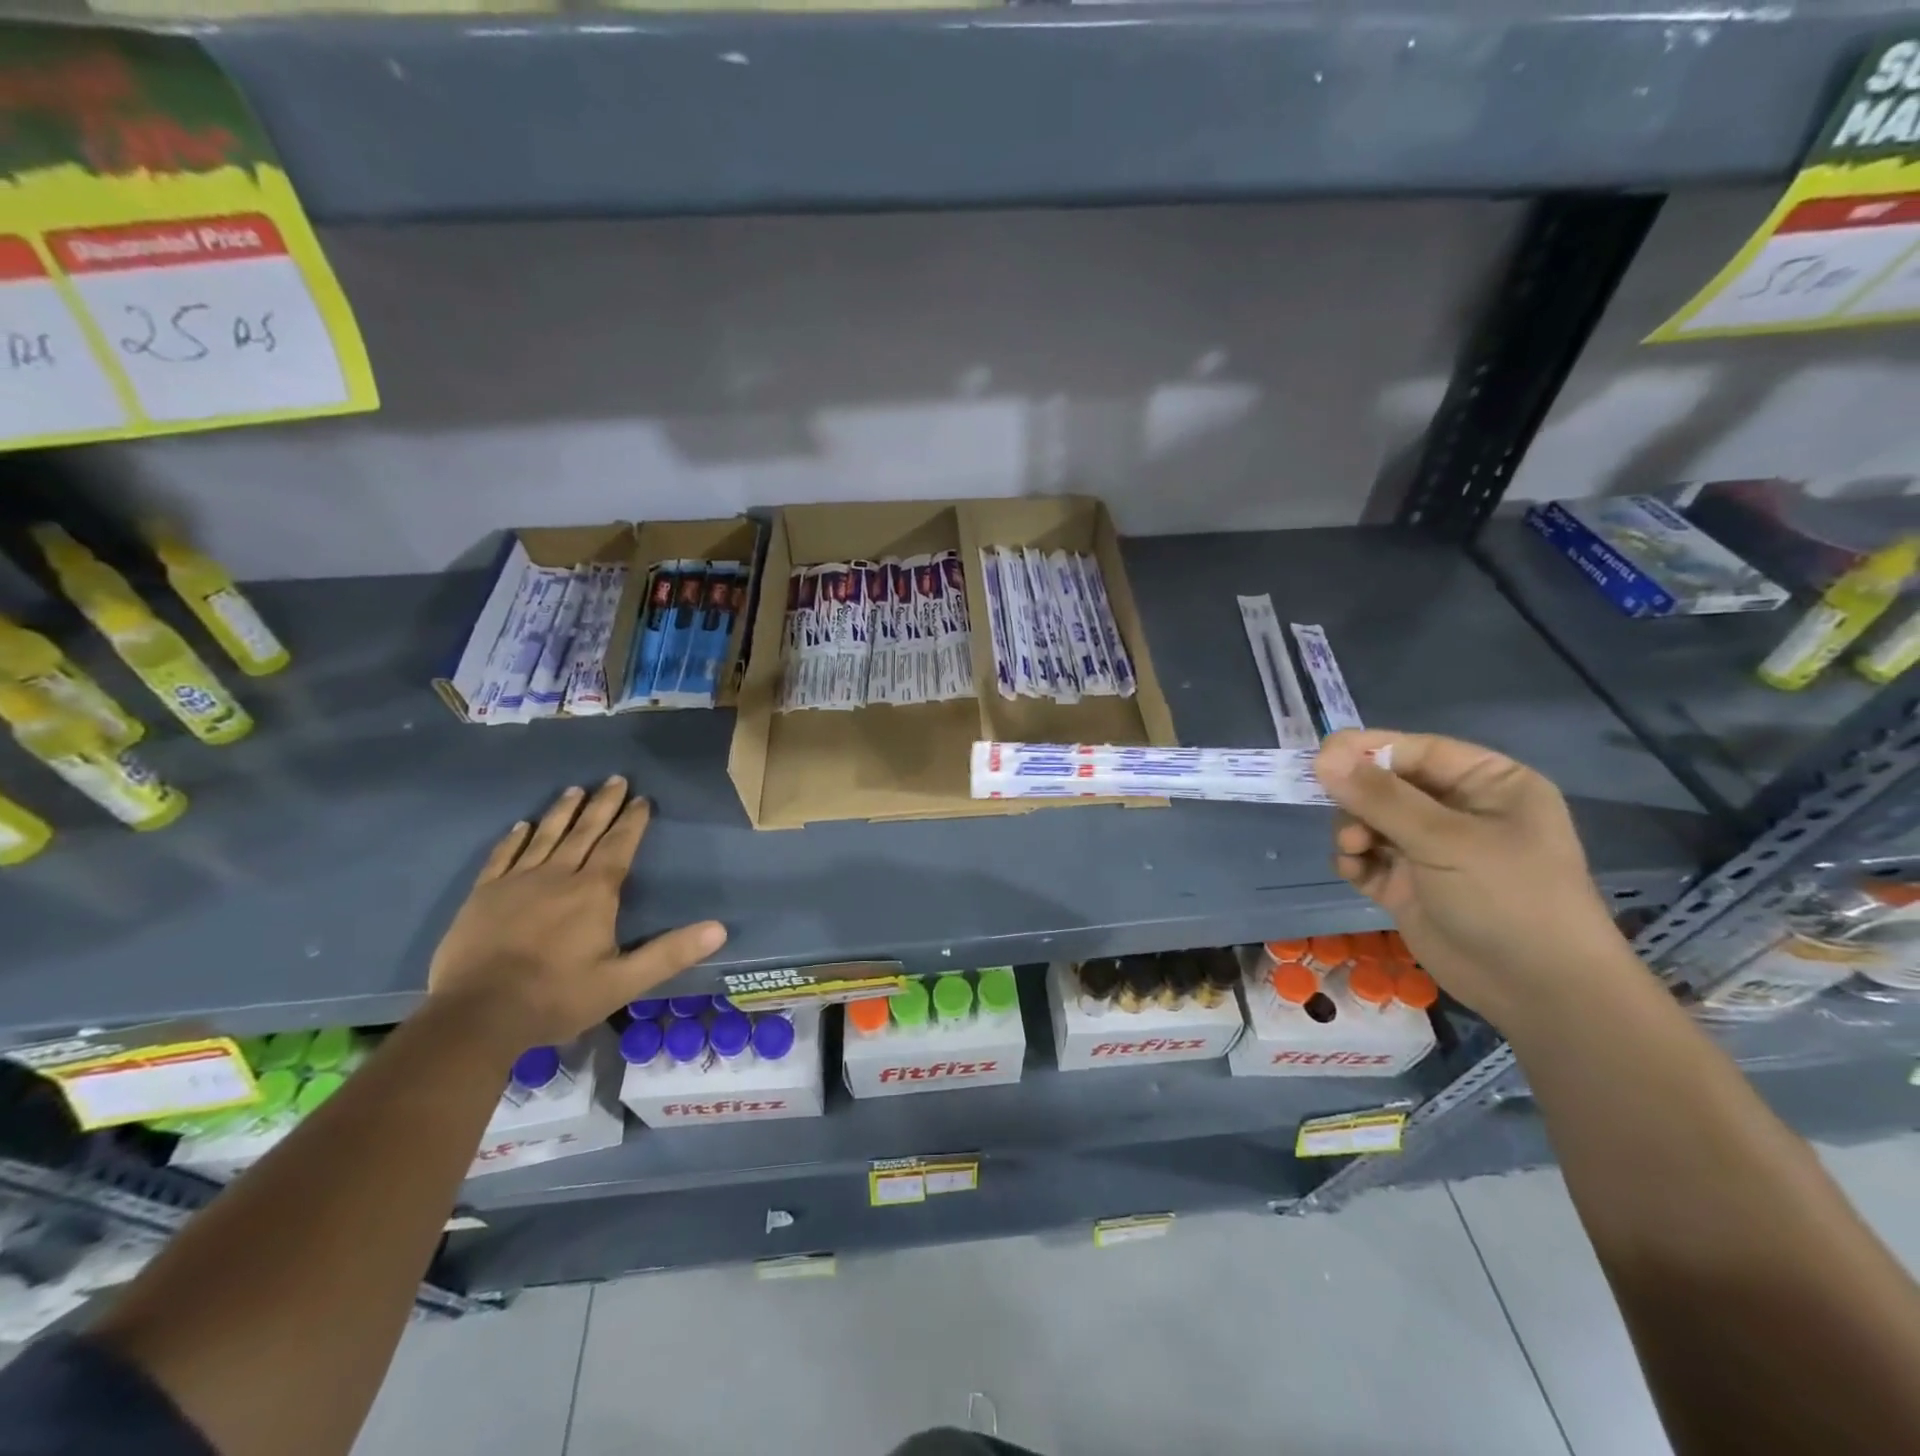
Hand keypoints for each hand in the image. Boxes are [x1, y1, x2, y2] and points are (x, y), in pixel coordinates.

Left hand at [426, 777, 726, 1055]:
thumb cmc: (556, 997)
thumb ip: (670, 953)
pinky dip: (514, 839)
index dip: (632, 822)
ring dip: (562, 812)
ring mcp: (516, 883)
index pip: (619, 847)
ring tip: (575, 789)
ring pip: (545, 837)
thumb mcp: (623, 982)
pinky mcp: (483, 896)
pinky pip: (502, 857)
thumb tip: (719, 929)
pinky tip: (521, 825)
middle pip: (584, 832)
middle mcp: (557, 876)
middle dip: (603, 805)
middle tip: (615, 779)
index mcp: (593, 893)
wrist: (476, 1016)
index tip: (642, 799)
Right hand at [1314, 729, 1637, 1028]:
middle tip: (1343, 817)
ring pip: (1371, 820)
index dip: (1368, 750)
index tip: (1321, 758)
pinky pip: (1368, 857)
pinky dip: (1354, 860)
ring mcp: (1432, 850)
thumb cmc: (1508, 898)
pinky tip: (1354, 871)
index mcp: (1488, 784)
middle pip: (1388, 784)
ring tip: (1353, 850)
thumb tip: (1323, 756)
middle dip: (1359, 799)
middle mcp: (1459, 811)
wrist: (1538, 992)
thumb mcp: (1445, 840)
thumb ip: (1381, 797)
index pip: (1417, 751)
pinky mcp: (1409, 884)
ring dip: (1353, 830)